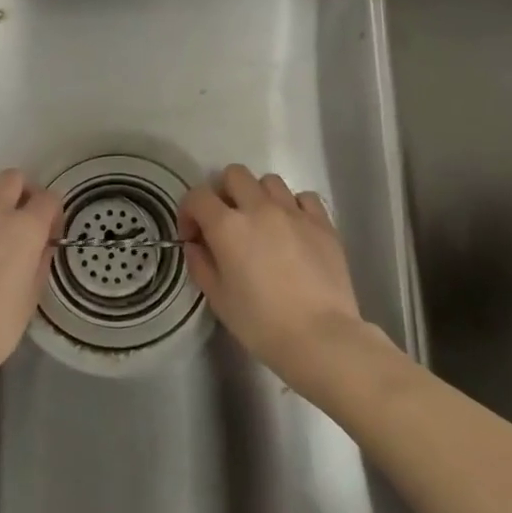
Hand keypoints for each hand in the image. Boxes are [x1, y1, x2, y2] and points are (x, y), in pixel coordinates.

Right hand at [179, 165, 367, 387]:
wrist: (321, 337)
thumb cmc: (261, 324)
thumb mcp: (218, 299)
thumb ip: (201, 264)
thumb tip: (196, 245)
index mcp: (228, 226)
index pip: (197, 196)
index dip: (188, 212)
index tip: (193, 237)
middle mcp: (259, 208)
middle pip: (234, 175)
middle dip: (223, 193)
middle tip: (226, 223)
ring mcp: (294, 212)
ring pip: (269, 181)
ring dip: (258, 196)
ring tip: (261, 224)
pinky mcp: (323, 223)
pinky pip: (304, 197)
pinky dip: (293, 206)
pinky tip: (293, 229)